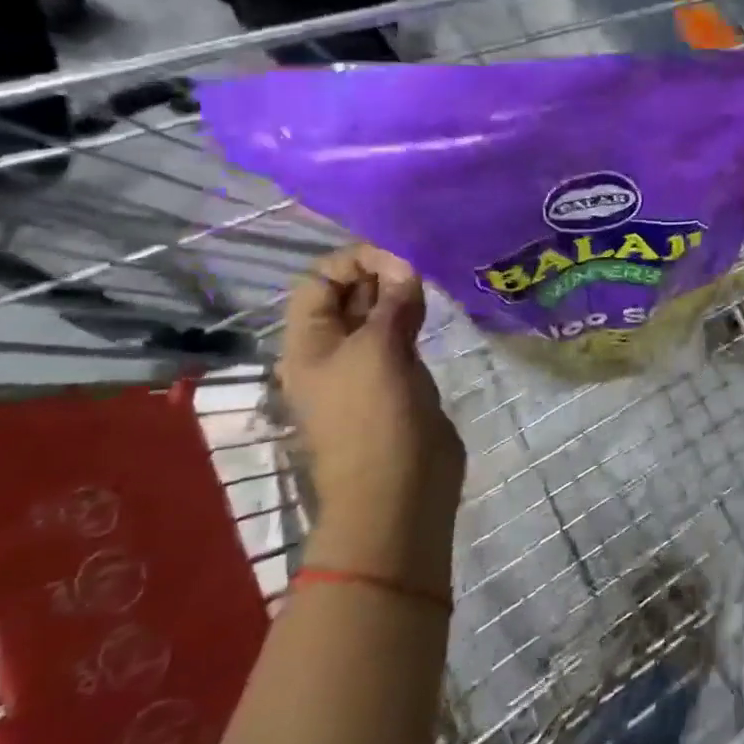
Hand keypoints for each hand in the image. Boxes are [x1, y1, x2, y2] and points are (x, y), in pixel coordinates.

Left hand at [278, 245, 464, 538]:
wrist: (399, 488)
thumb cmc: (375, 417)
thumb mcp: (379, 350)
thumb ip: (391, 302)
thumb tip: (406, 263)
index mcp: (308, 343)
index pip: (320, 280)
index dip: (355, 260)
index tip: (400, 255)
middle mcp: (332, 348)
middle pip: (349, 294)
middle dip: (382, 272)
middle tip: (423, 261)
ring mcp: (366, 364)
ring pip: (378, 313)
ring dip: (401, 292)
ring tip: (432, 278)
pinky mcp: (397, 377)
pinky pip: (400, 334)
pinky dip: (414, 315)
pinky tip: (435, 305)